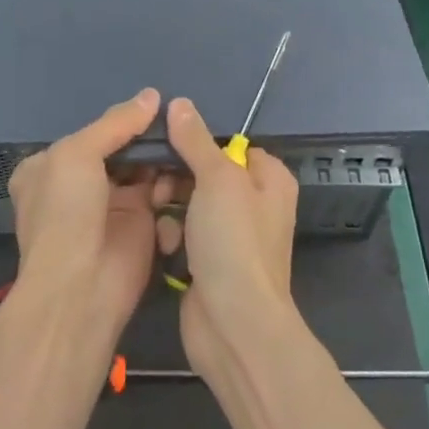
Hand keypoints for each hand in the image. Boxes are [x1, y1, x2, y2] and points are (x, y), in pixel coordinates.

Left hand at [8, 88, 161, 334]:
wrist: (80, 287)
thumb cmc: (67, 211)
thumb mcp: (78, 152)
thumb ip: (116, 123)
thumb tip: (152, 95)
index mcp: (50, 166)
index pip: (91, 133)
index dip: (120, 120)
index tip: (155, 105)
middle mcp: (79, 185)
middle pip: (121, 150)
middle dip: (147, 139)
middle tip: (178, 122)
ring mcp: (110, 206)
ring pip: (144, 169)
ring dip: (163, 159)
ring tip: (183, 147)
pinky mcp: (141, 226)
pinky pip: (160, 195)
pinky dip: (172, 185)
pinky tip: (184, 175)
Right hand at [155, 96, 300, 376]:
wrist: (234, 325)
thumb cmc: (234, 242)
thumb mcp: (216, 179)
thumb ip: (195, 140)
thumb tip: (179, 103)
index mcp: (269, 179)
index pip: (230, 146)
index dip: (199, 144)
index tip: (168, 145)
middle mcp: (255, 204)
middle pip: (205, 174)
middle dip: (177, 179)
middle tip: (158, 187)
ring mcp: (232, 236)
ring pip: (190, 204)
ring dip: (171, 209)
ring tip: (161, 219)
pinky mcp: (210, 263)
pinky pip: (185, 235)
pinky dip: (174, 238)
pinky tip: (167, 249)